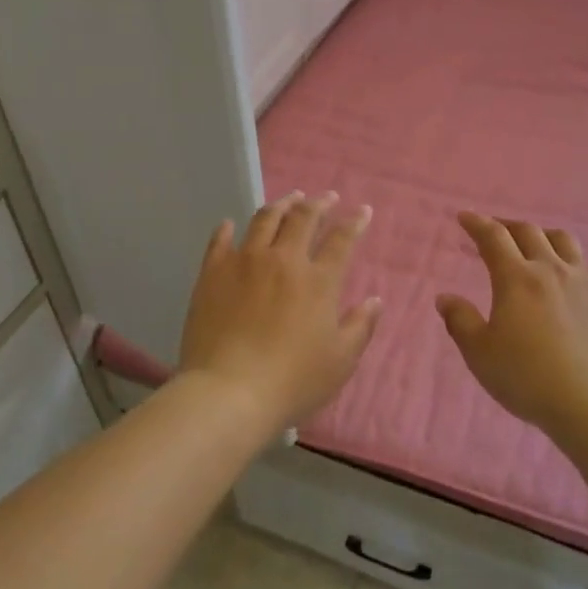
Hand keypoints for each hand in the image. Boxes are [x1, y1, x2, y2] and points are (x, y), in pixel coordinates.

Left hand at [179, 192, 381, 430]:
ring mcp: (244, 262)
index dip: (355, 222)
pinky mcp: (212, 273)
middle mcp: (283, 260)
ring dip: (281, 205)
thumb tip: (375, 300)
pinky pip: (220, 241)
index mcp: (318, 280)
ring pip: (264, 220)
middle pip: (303, 218)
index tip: (363, 211)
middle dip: (319, 203)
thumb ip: (360, 327)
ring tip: (290, 199)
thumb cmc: (292, 381)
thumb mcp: (340, 361)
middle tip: (327, 197)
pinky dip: (228, 229)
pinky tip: (231, 224)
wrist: (229, 391)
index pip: (342, 240)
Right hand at [437, 213, 587, 433]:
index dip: (477, 223)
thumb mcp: (480, 354)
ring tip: (533, 244)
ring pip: (563, 241)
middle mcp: (552, 269)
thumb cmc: (528, 378)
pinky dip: (570, 260)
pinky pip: (587, 265)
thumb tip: (445, 298)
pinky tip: (568, 276)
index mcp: (517, 278)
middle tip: (494, 230)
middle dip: (507, 226)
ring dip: (542, 235)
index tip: (464, 216)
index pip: (493, 237)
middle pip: (529, 232)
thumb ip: (460, 321)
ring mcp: (585, 281)